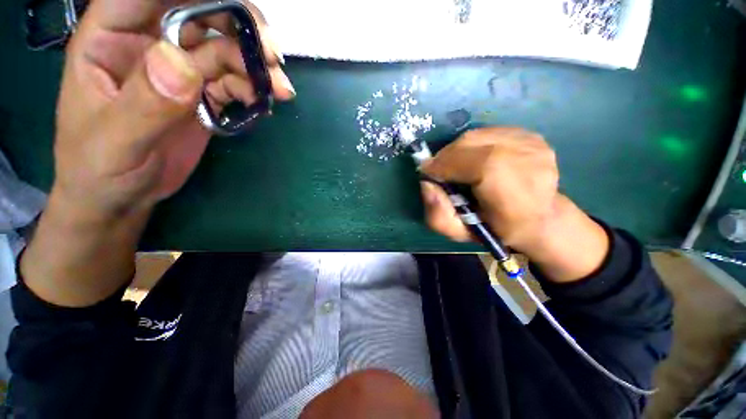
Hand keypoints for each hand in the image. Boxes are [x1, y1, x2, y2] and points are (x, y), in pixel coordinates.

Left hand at [54, 0, 294, 221]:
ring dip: (256, 64)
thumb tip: (183, 64)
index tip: (235, 10)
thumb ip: (145, 104)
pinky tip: (265, 104)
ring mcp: (178, 70)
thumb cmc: (99, 170)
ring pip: (223, 48)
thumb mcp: (115, 142)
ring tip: (280, 89)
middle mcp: (147, 44)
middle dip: (239, 26)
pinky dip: (253, 90)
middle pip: (198, 12)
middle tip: (272, 55)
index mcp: (110, 38)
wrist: (121, 196)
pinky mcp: (201, 95)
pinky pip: (233, 82)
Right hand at [420, 127, 609, 281]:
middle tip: (436, 169)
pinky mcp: (531, 135)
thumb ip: (437, 215)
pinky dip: (471, 144)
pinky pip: (487, 133)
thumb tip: (427, 184)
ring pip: (477, 135)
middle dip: (446, 155)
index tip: (428, 172)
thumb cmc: (498, 230)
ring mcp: (533, 144)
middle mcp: (529, 162)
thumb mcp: (460, 234)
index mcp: (515, 194)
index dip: (445, 164)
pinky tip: (472, 159)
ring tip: (452, 165)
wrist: (542, 218)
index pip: (476, 164)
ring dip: (456, 149)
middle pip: (472, 144)